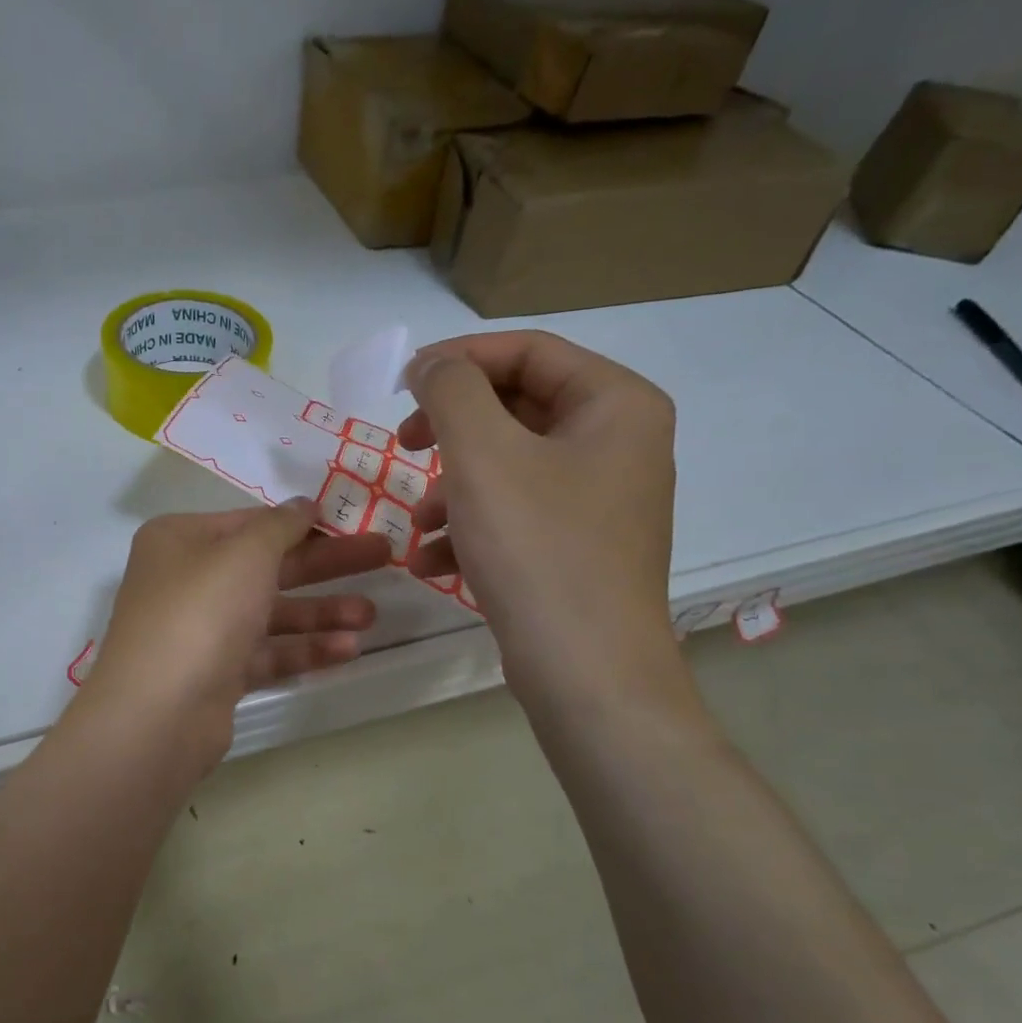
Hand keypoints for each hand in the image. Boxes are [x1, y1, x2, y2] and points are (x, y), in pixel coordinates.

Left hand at [80, 504, 390, 767]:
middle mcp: (186, 581)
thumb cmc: (201, 612)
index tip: (348, 521)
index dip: (300, 522)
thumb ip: (281, 525)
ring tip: (371, 615)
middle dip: (324, 565)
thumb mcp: (246, 553)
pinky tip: (348, 649)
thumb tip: (302, 504)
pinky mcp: (215, 674)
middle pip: (267, 566)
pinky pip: (266, 653)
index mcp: (180, 540)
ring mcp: (200, 631)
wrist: (159, 712)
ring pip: (270, 613)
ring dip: (321, 612)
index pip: (250, 523)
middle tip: (383, 556)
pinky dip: (304, 649)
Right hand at [398, 331, 687, 716]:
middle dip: (452, 430)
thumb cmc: (537, 549)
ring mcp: (599, 499)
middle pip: (516, 408)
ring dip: (451, 488)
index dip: (459, 359)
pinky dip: (470, 528)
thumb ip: (451, 390)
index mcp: (615, 405)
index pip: (529, 351)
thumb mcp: (482, 455)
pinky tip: (430, 562)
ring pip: (508, 467)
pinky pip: (516, 514)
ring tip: (416, 524)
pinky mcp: (577, 546)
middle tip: (404, 445)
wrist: (585, 671)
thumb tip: (433, 364)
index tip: (403, 384)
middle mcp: (618, 443)